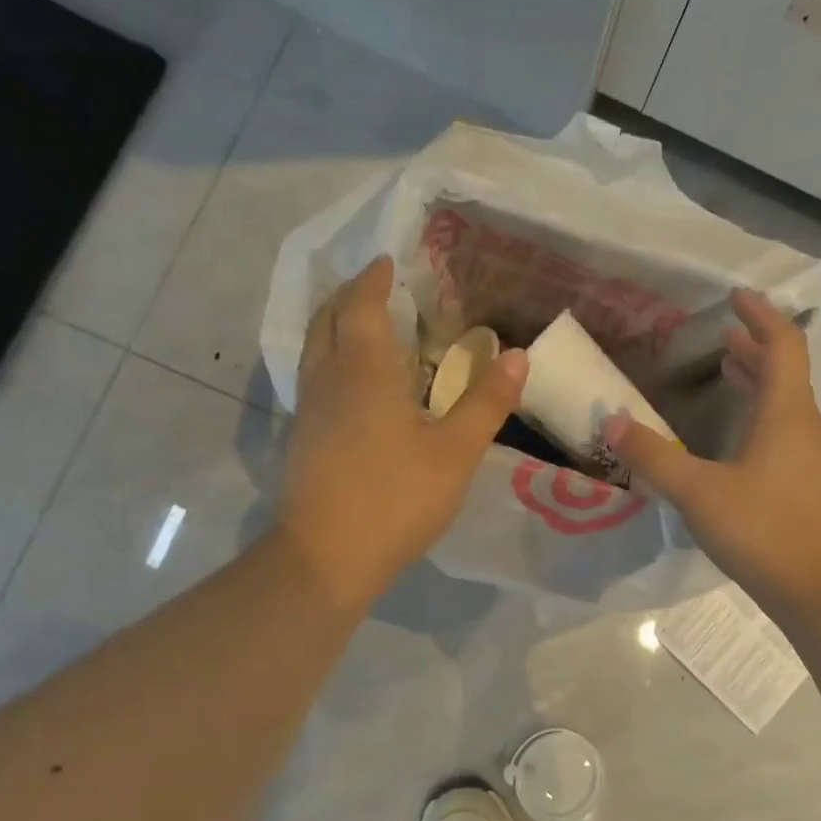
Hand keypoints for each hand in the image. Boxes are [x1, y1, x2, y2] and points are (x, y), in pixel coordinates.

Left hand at [276, 256, 528, 604]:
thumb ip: (486, 402)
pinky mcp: (302, 440)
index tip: (386, 262)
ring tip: (365, 327)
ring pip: (314, 350)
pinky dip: (332, 359)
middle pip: (327, 320)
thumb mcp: (455, 452)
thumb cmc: (395, 498)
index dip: (373, 280)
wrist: (326, 558)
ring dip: (335, 327)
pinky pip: (314, 378)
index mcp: (364, 372)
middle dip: (348, 296)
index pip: (361, 306)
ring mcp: (308, 411)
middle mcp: (327, 380)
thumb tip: (517, 356)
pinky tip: (353, 384)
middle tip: (375, 288)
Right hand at [604, 289, 820, 620]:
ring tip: (724, 370)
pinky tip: (732, 437)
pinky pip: (782, 430)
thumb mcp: (698, 492)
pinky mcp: (806, 485)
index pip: (782, 344)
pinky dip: (757, 414)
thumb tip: (611, 421)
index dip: (760, 315)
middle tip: (720, 334)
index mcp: (786, 413)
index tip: (735, 296)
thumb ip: (653, 456)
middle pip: (784, 371)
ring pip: (784, 402)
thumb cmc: (765, 531)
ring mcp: (810, 458)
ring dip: (756, 380)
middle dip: (753, 347)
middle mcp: (804, 427)